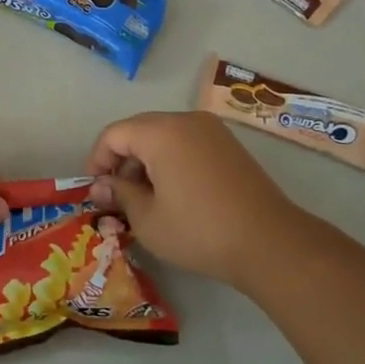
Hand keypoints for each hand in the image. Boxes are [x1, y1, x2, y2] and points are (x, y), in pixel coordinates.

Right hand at [85, 111, 305, 287]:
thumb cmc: (199, 230)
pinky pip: (186, 143)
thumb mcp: (147, 219)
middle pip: (138, 130)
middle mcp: (186, 120)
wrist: (269, 243)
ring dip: (146, 162)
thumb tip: (100, 187)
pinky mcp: (229, 146)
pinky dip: (170, 161)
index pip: (114, 134)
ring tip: (144, 199)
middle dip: (121, 161)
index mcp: (161, 132)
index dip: (97, 160)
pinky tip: (173, 194)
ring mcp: (212, 131)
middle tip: (116, 197)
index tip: (95, 191)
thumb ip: (119, 195)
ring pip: (163, 136)